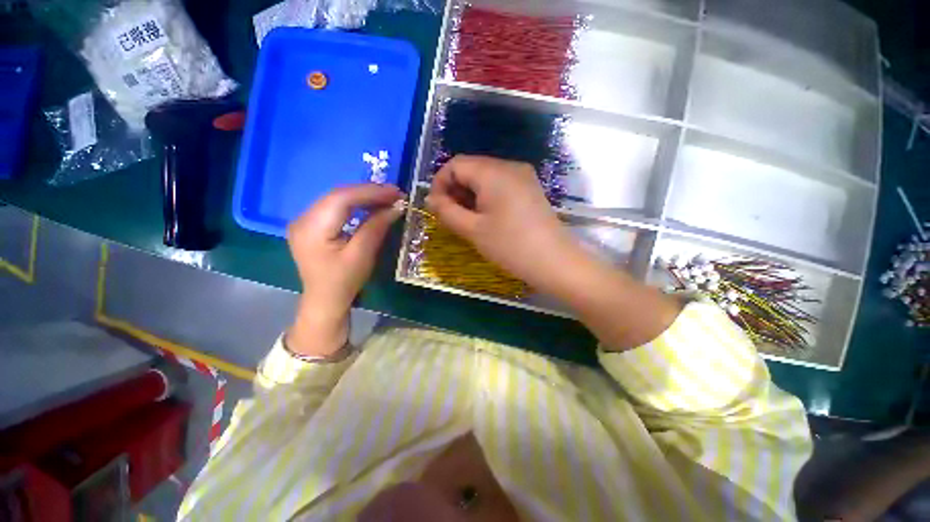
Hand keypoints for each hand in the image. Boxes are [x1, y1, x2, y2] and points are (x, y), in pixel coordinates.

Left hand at [286, 184, 402, 356]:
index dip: (370, 192)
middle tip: (395, 194)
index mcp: (312, 228)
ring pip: (337, 199)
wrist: (325, 301)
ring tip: (387, 199)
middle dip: (369, 192)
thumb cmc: (343, 282)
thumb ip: (376, 227)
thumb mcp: (362, 255)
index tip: (396, 192)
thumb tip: (396, 207)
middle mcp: (303, 218)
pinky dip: (355, 205)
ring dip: (363, 197)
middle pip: (338, 195)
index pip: (342, 198)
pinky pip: (335, 208)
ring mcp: (305, 221)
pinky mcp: (311, 225)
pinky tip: (370, 206)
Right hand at [427, 155, 680, 348]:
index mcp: (493, 172)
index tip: (436, 207)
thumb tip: (430, 198)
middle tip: (451, 216)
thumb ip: (446, 211)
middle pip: (471, 168)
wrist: (555, 262)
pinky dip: (486, 197)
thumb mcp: (472, 230)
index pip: (456, 164)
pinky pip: (500, 185)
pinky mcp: (530, 188)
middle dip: (455, 189)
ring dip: (470, 194)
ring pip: (485, 177)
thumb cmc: (510, 246)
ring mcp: (523, 176)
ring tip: (467, 219)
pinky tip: (486, 216)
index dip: (440, 183)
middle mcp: (510, 166)